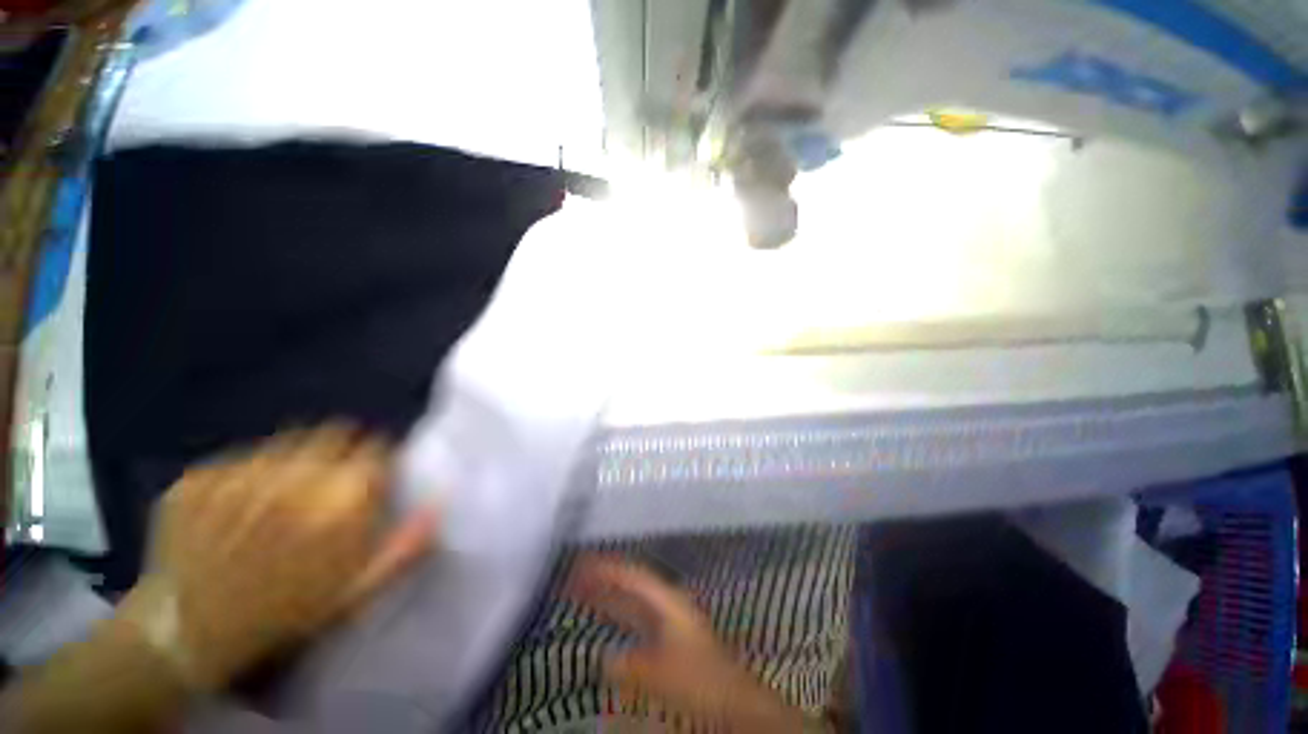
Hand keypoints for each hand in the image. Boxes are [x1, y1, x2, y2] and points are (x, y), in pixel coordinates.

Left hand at [121, 425, 438, 690]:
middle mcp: (292, 482)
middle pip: (334, 432)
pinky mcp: (196, 480)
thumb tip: (439, 503)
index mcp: (338, 507)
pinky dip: (248, 472)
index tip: (369, 476)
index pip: (376, 449)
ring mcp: (236, 478)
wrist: (189, 634)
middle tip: (327, 481)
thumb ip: (405, 545)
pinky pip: (240, 456)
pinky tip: (239, 505)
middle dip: (340, 450)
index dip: (376, 460)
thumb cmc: (286, 614)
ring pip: (288, 440)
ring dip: (296, 458)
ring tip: (282, 494)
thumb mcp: (358, 591)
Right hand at [566, 556, 811, 731]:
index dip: (606, 568)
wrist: (734, 698)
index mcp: (667, 600)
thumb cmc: (700, 679)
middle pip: (629, 582)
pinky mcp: (666, 636)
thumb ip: (631, 666)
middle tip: (573, 576)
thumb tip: (604, 659)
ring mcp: (667, 618)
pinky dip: (617, 614)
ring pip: (631, 599)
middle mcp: (666, 601)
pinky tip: (605, 620)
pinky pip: (634, 616)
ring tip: (580, 592)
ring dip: (607, 594)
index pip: (632, 574)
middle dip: (603, 578)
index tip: (580, 564)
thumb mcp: (662, 673)